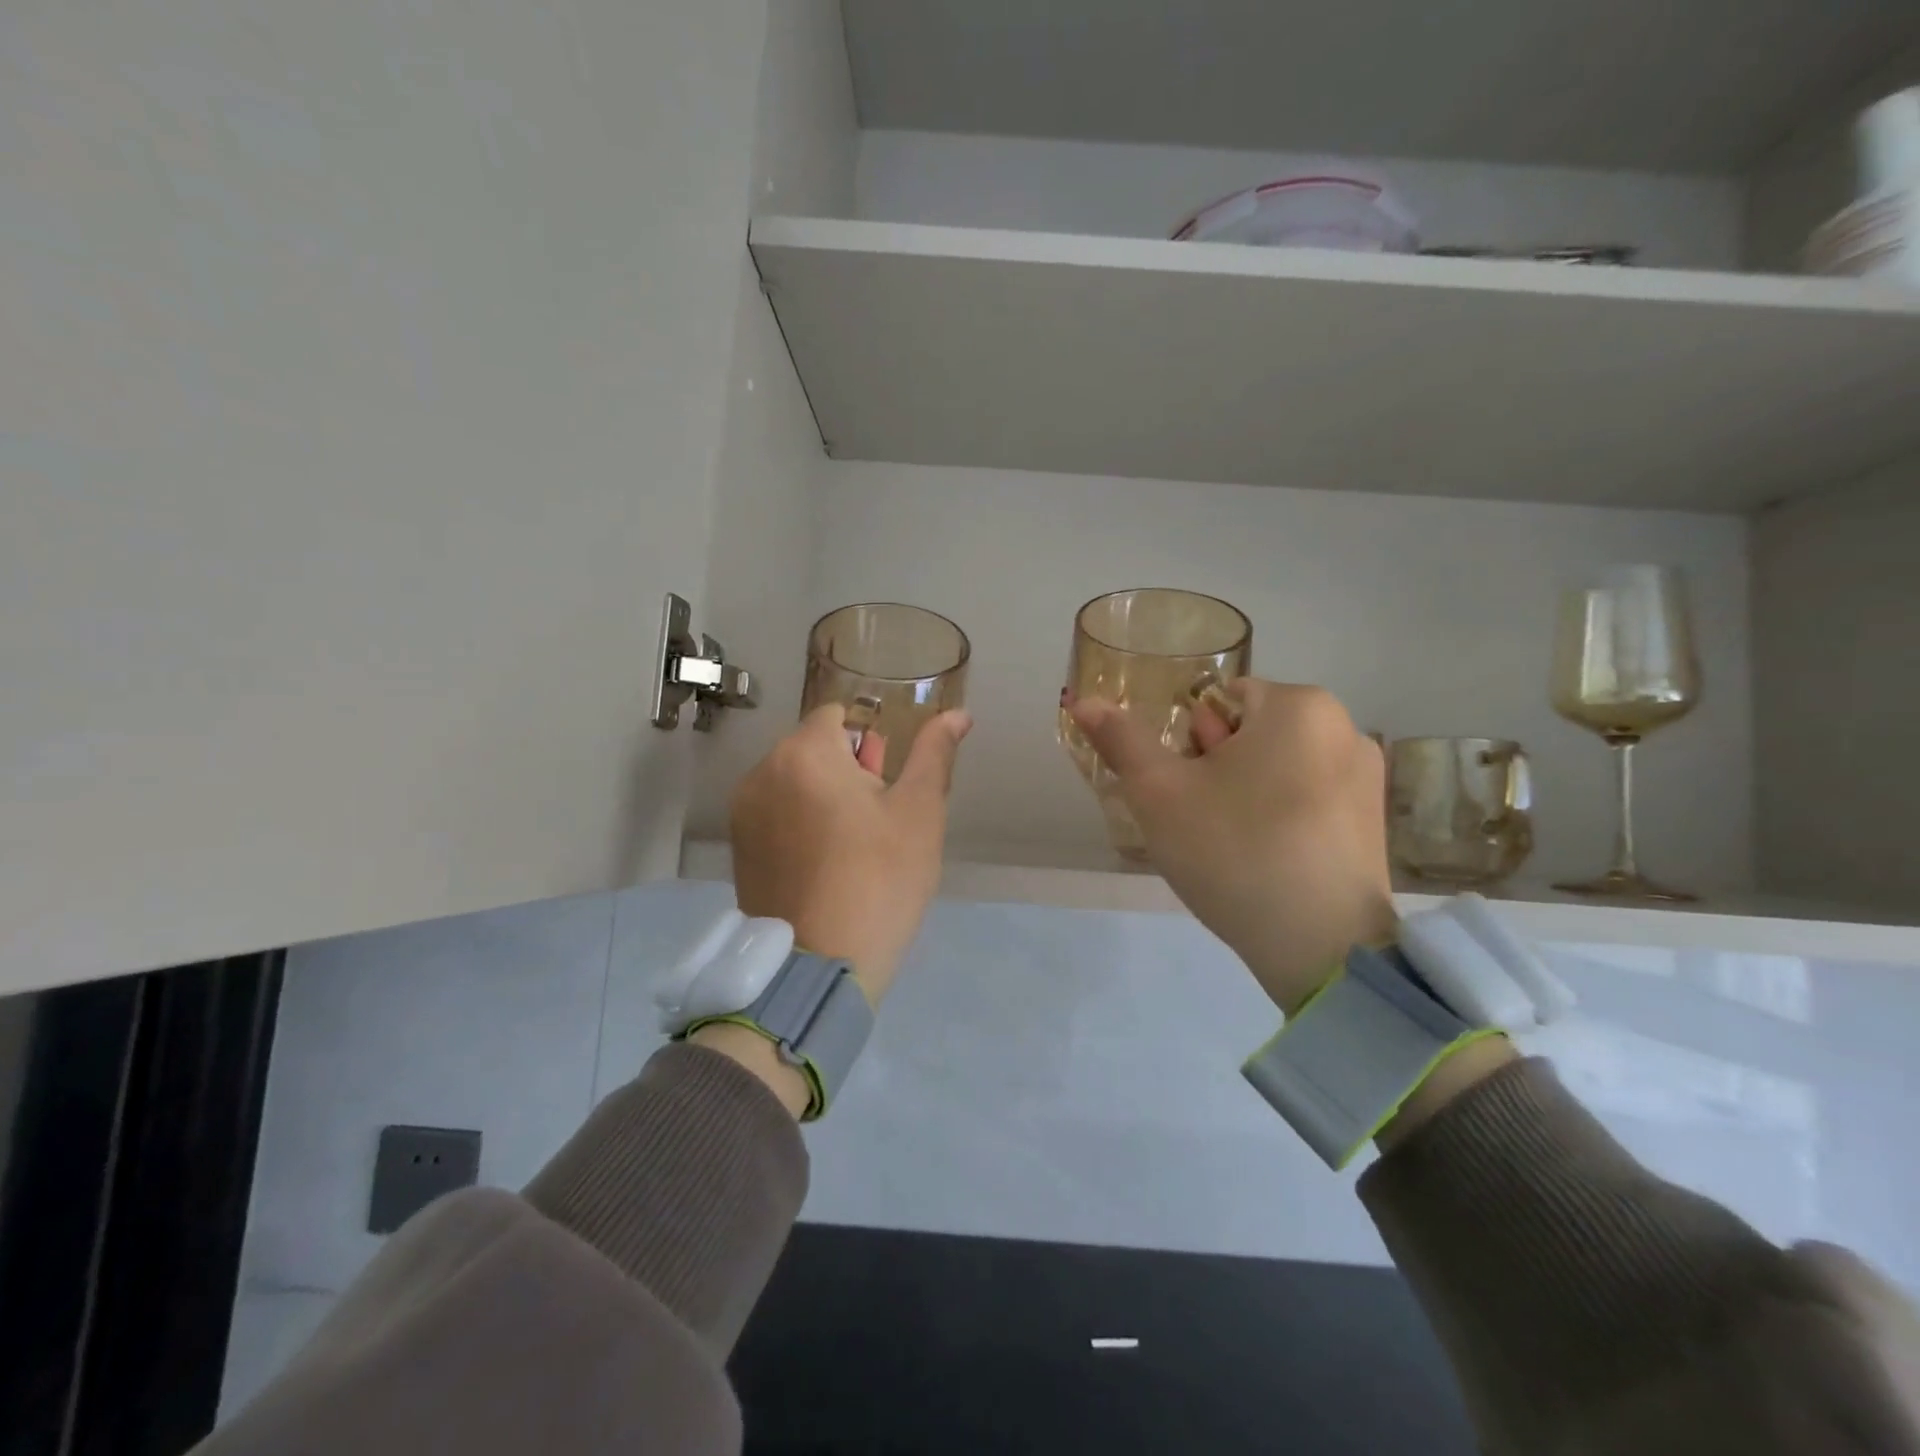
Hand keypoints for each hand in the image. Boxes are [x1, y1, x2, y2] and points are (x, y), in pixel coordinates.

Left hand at [728, 704, 971, 1005]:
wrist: (821, 966)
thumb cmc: (880, 879)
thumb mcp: (919, 812)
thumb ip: (935, 753)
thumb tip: (959, 715)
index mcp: (803, 753)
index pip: (839, 716)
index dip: (869, 744)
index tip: (885, 785)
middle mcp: (761, 773)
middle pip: (813, 748)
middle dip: (847, 771)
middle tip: (875, 822)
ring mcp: (743, 813)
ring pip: (794, 782)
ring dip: (823, 796)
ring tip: (850, 847)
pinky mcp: (738, 848)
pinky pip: (776, 814)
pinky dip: (799, 823)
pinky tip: (823, 865)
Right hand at [1069, 680, 1396, 1016]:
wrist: (1320, 947)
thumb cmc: (1234, 851)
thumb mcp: (1160, 793)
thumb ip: (1120, 740)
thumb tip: (1082, 700)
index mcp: (1300, 706)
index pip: (1219, 701)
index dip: (1191, 744)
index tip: (1189, 790)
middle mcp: (1344, 728)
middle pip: (1251, 732)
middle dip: (1218, 768)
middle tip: (1204, 821)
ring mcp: (1366, 779)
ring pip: (1278, 769)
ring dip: (1245, 794)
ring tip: (1232, 847)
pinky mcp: (1373, 823)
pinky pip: (1307, 802)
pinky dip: (1279, 820)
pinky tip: (1266, 862)